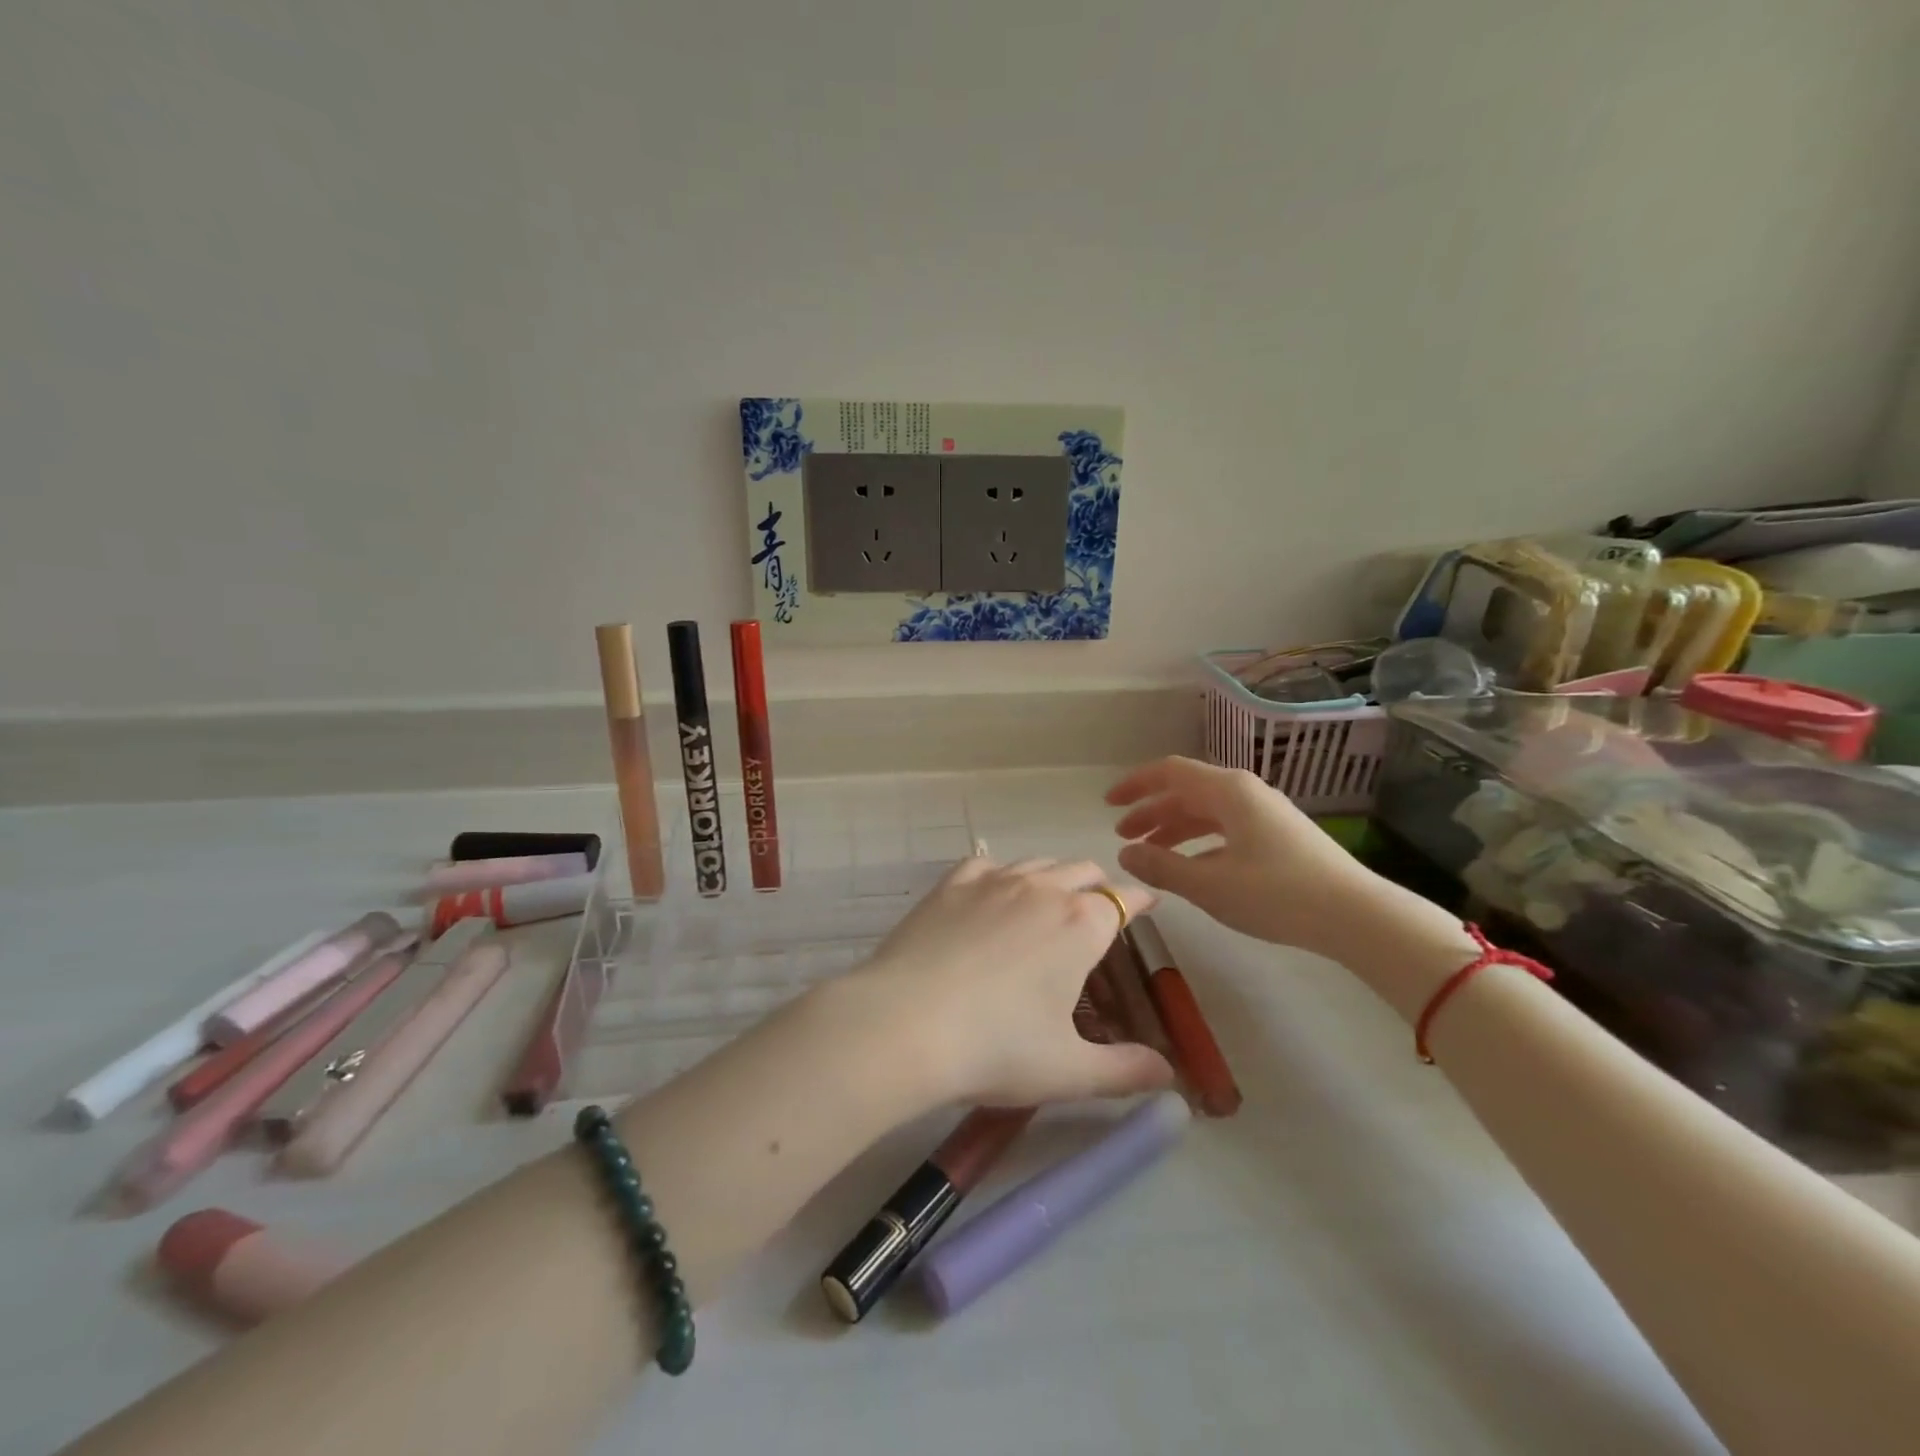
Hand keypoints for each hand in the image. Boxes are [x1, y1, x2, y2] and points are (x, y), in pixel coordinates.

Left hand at [845, 856, 1173, 1107]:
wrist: (905, 1023)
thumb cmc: (996, 1047)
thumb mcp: (1070, 1071)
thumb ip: (1125, 1071)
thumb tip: (1169, 1074)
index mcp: (1080, 924)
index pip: (1123, 900)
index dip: (1139, 902)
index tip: (1147, 904)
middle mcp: (1042, 889)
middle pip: (1082, 871)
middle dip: (1098, 885)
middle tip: (1099, 909)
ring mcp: (993, 881)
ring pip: (1037, 862)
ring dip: (1054, 875)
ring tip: (1052, 898)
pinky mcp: (951, 885)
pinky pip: (987, 863)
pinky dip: (1001, 872)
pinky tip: (994, 888)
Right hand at [1107, 756, 1386, 959]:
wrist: (1356, 916)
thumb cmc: (1277, 894)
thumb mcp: (1209, 884)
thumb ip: (1161, 867)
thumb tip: (1125, 855)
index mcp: (1228, 791)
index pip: (1170, 772)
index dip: (1135, 784)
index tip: (1108, 804)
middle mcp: (1246, 792)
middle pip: (1187, 791)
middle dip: (1151, 811)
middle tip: (1123, 836)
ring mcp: (1265, 813)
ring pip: (1207, 810)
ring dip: (1174, 827)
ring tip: (1150, 852)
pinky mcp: (1279, 835)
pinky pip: (1226, 826)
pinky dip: (1199, 840)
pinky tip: (1191, 865)